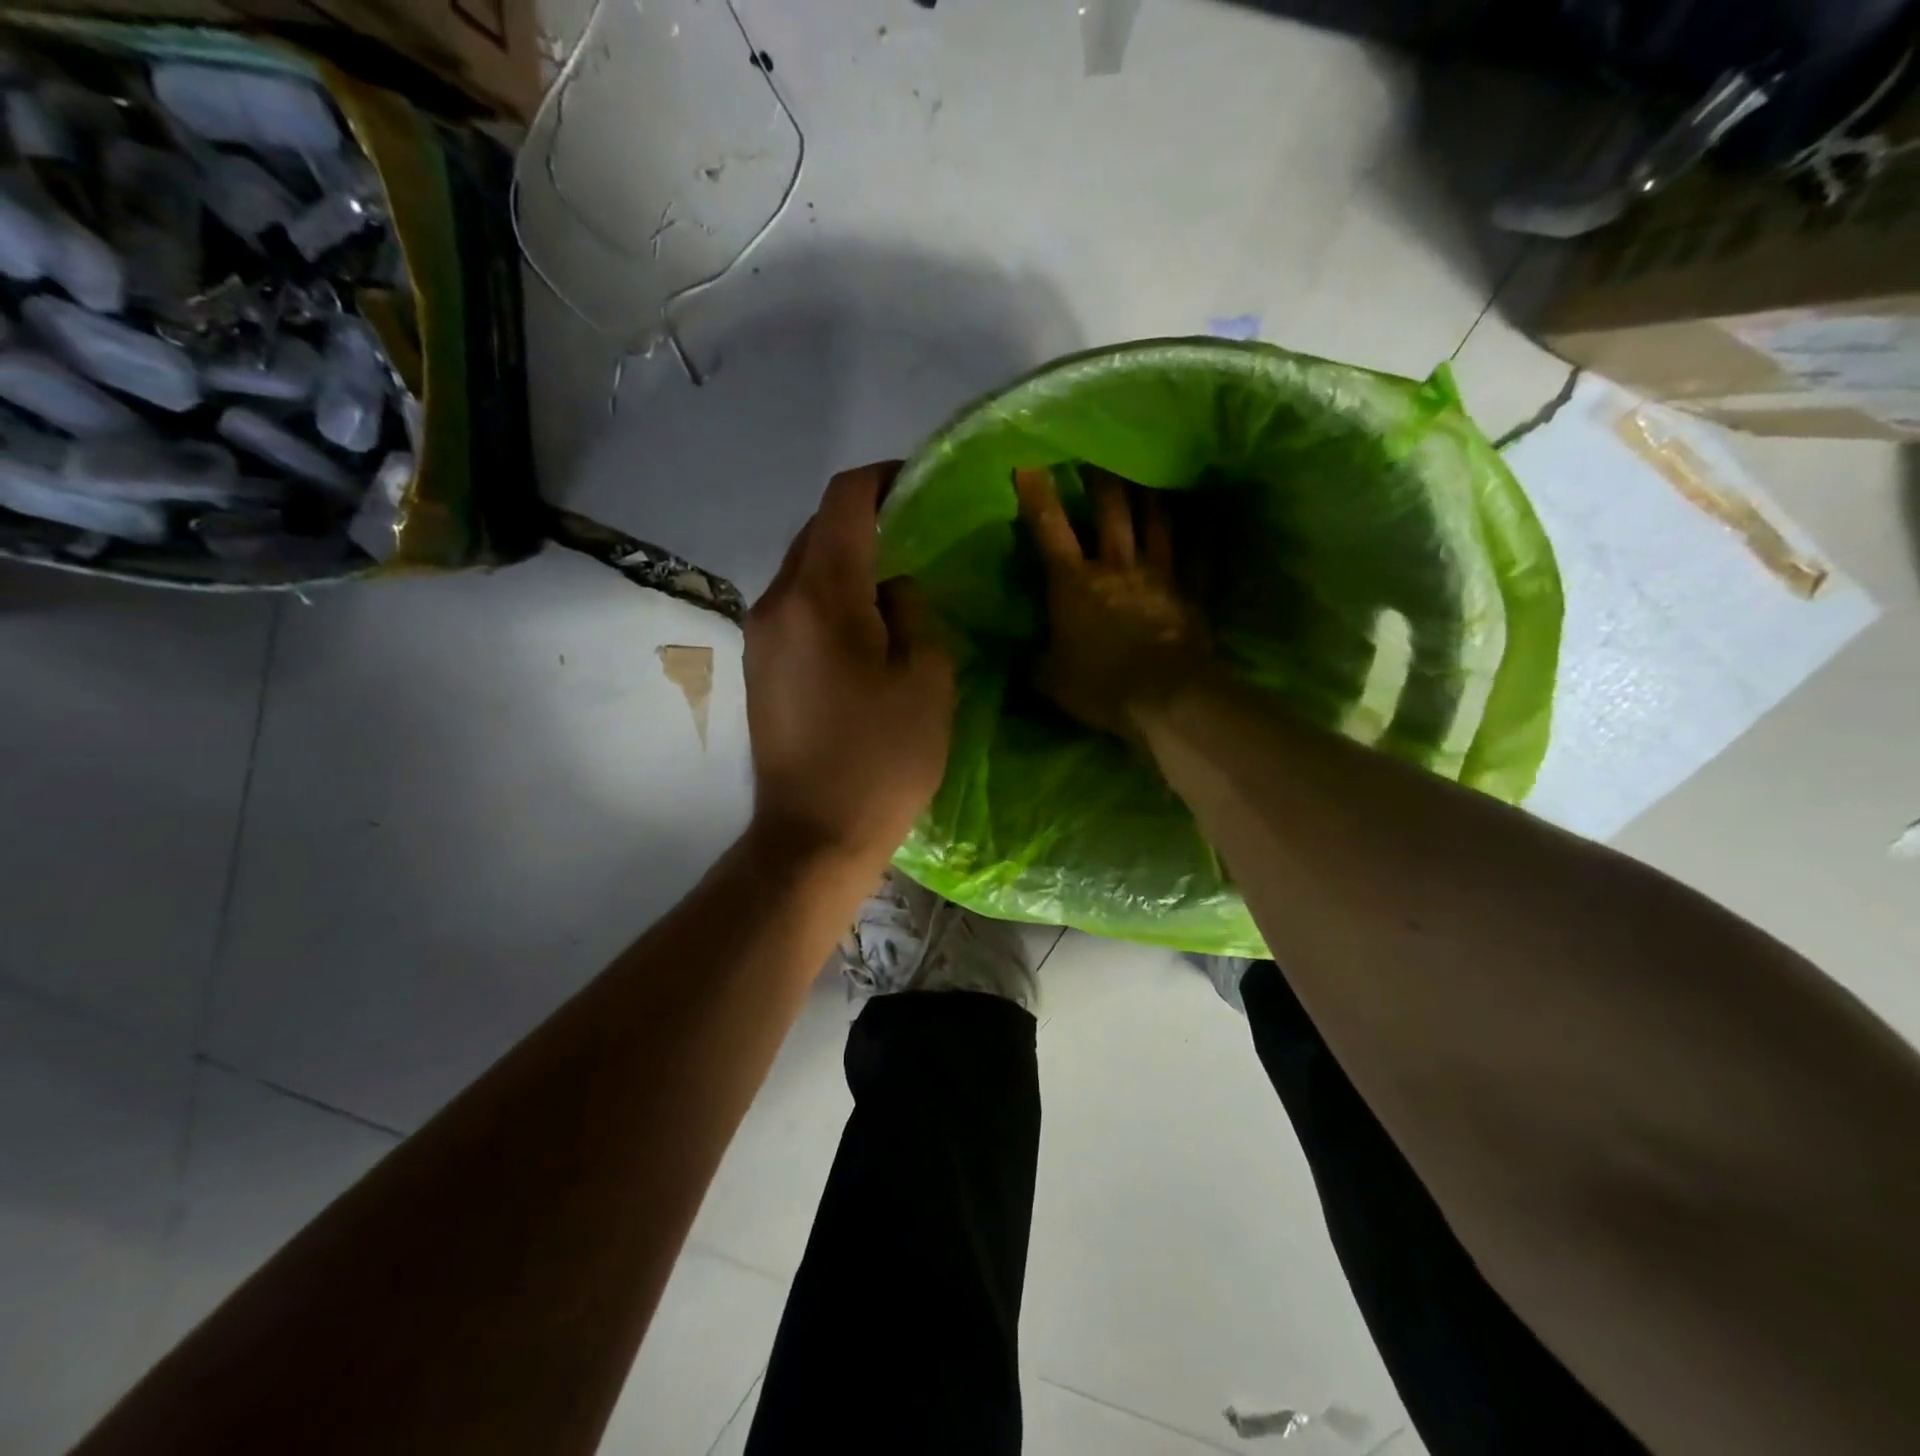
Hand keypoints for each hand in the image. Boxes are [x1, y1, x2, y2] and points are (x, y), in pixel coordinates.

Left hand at [745, 463, 954, 868]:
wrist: (813, 835)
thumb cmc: (882, 761)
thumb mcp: (927, 682)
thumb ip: (914, 614)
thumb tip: (893, 590)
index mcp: (822, 597)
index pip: (843, 502)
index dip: (882, 480)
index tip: (918, 485)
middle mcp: (777, 602)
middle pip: (816, 529)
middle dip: (863, 518)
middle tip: (914, 533)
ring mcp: (760, 635)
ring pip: (802, 568)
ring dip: (843, 559)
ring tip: (890, 580)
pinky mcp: (758, 665)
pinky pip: (794, 605)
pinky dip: (827, 595)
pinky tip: (860, 625)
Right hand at [1014, 466, 1209, 738]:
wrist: (1164, 697)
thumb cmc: (1099, 685)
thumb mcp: (1050, 679)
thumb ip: (1035, 661)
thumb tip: (1023, 656)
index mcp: (1074, 583)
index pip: (1049, 528)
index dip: (1036, 494)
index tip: (1028, 459)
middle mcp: (1116, 566)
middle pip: (1110, 511)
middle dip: (1102, 478)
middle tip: (1099, 450)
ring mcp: (1158, 576)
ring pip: (1156, 523)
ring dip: (1151, 494)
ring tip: (1151, 468)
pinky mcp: (1189, 594)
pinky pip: (1199, 556)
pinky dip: (1204, 533)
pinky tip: (1209, 512)